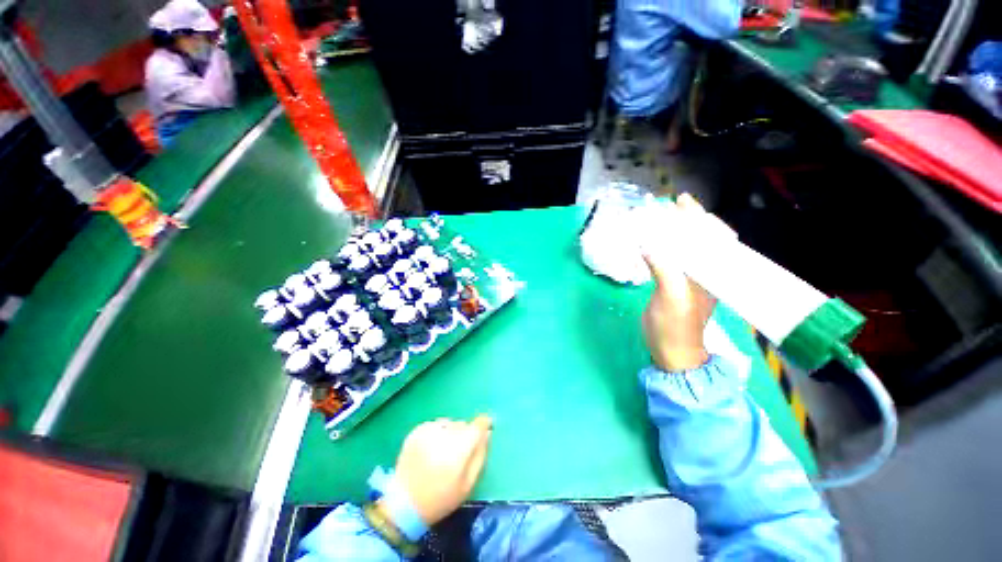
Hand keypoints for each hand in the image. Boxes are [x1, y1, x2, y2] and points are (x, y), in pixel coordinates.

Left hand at [388, 415, 492, 525]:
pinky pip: (435, 425)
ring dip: (451, 433)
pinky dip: (437, 433)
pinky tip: (432, 449)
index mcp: (459, 448)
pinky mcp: (416, 430)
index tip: (485, 428)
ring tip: (443, 452)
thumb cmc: (441, 498)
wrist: (404, 503)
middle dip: (465, 434)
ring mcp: (429, 430)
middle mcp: (445, 434)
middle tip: (459, 454)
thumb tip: (487, 433)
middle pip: (463, 425)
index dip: (484, 424)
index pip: (478, 424)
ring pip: (450, 423)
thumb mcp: (468, 483)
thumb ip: (480, 455)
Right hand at [641, 194, 728, 371]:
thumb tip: (647, 244)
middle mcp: (706, 273)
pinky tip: (653, 243)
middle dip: (686, 221)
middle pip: (700, 240)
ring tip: (659, 219)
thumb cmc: (674, 328)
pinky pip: (672, 260)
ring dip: (674, 233)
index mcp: (713, 274)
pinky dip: (663, 248)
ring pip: (686, 249)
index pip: (713, 238)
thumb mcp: (671, 298)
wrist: (671, 353)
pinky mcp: (675, 286)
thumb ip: (664, 269)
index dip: (699, 218)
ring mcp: (690, 280)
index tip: (683, 202)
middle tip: (668, 206)